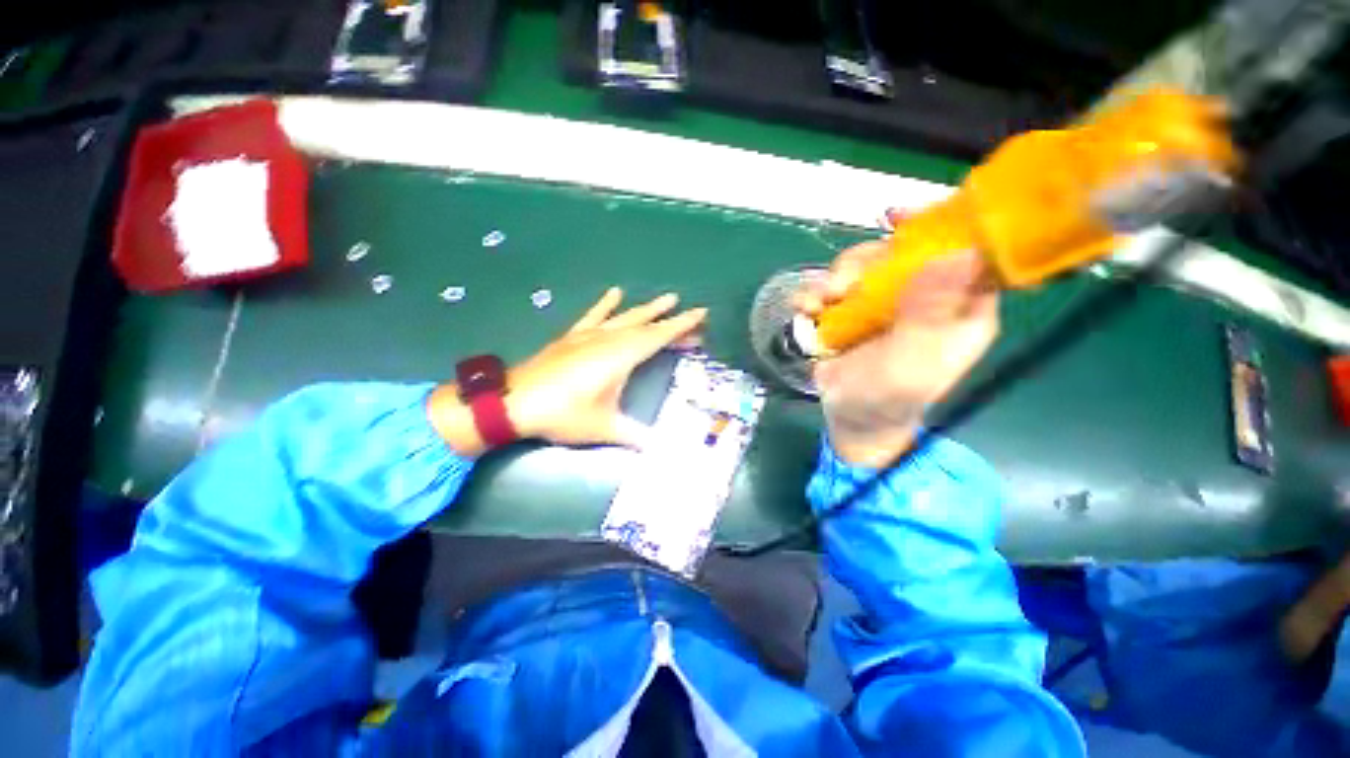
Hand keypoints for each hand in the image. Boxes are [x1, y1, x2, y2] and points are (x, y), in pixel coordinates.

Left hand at [429, 288, 705, 454]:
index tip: (701, 313)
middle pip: (646, 326)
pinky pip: (594, 316)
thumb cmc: (563, 414)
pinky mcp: (572, 337)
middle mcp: (608, 340)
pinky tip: (615, 292)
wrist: (514, 402)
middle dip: (671, 321)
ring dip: (647, 310)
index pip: (658, 337)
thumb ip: (635, 436)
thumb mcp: (603, 428)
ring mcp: (588, 335)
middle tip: (691, 315)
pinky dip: (605, 305)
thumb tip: (661, 451)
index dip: (681, 326)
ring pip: (625, 318)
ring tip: (666, 298)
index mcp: (620, 357)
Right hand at [796, 239, 998, 466]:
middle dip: (868, 261)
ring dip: (837, 277)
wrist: (849, 416)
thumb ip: (930, 315)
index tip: (901, 219)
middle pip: (904, 252)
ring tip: (820, 301)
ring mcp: (887, 301)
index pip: (968, 253)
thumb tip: (958, 253)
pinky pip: (837, 285)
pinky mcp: (854, 309)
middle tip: (842, 285)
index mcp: (962, 308)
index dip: (943, 228)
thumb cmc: (888, 398)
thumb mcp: (912, 363)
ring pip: (865, 265)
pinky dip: (817, 291)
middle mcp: (927, 296)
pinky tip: (806, 307)